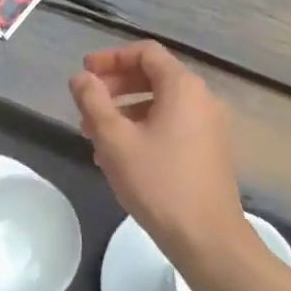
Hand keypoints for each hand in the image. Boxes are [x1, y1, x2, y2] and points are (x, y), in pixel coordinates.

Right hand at [69, 42, 247, 265]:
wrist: (207, 237)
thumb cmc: (158, 182)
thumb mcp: (114, 139)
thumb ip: (93, 101)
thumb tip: (80, 77)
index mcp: (182, 87)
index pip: (145, 53)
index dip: (110, 58)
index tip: (84, 74)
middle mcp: (202, 98)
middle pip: (153, 76)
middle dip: (115, 87)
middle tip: (85, 105)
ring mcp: (209, 125)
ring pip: (161, 104)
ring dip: (125, 111)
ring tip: (95, 135)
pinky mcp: (210, 150)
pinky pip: (172, 124)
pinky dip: (144, 128)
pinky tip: (121, 156)